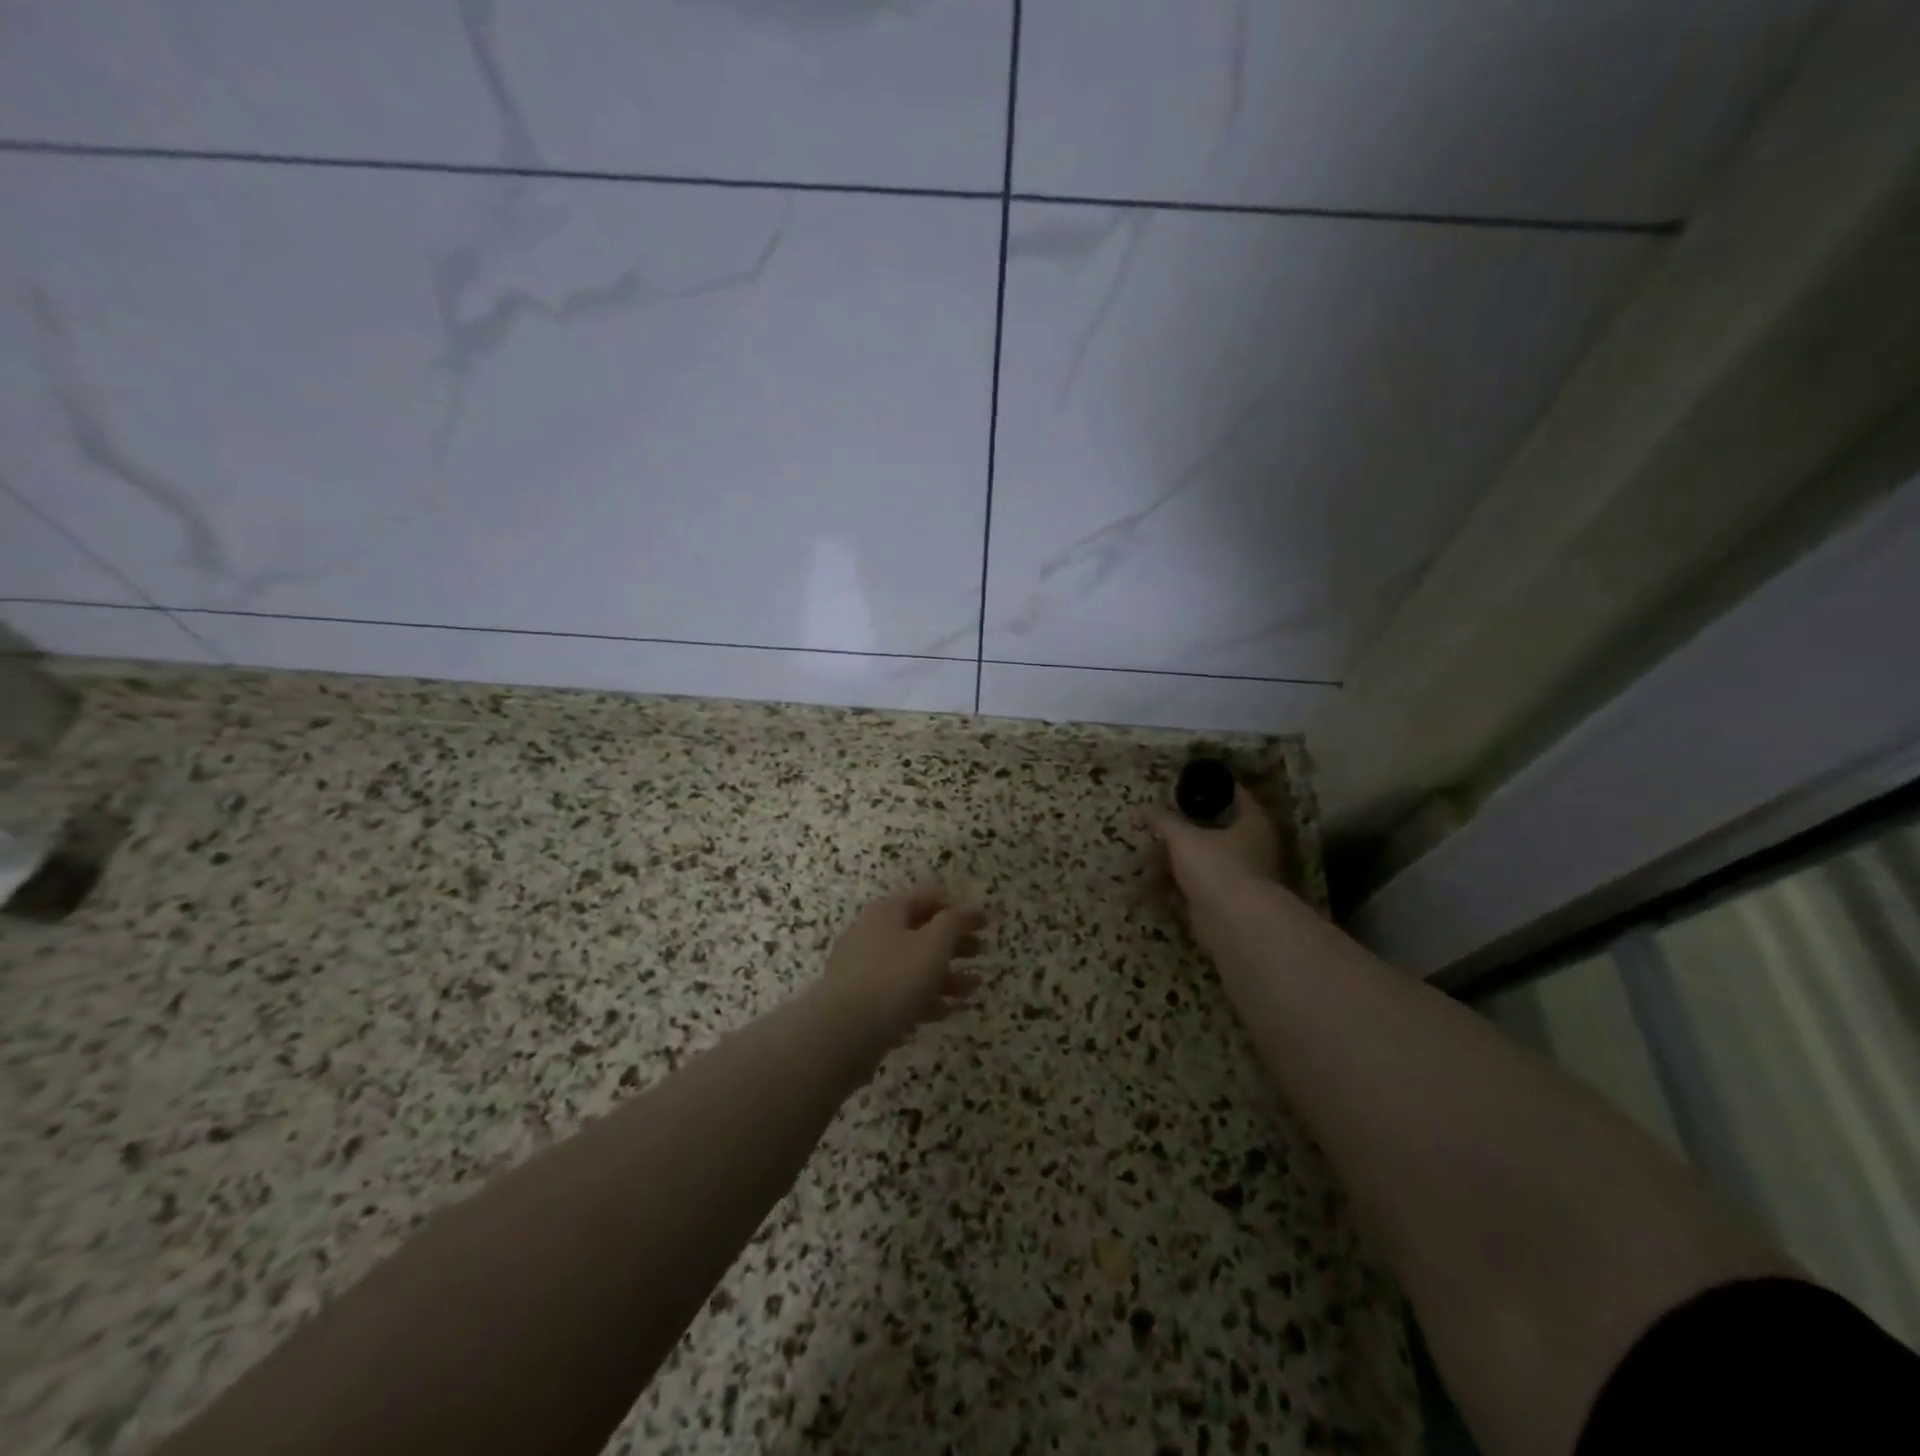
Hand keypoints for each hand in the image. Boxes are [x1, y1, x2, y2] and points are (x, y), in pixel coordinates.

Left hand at [821, 883, 986, 1052]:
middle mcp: (873, 934)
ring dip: (946, 974)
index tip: (984, 923)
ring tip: (974, 989)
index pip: (927, 897)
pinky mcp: (863, 1003)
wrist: (840, 1035)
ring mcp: (865, 970)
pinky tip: (947, 1012)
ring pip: (913, 965)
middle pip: (920, 931)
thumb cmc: (893, 980)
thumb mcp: (933, 945)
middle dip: (954, 942)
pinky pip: (900, 993)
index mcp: (887, 912)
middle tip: (982, 952)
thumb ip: (956, 922)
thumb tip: (973, 907)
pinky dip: (925, 998)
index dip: (958, 906)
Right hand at [1141, 785, 1283, 950]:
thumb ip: (1163, 821)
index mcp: (1253, 824)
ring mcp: (1240, 879)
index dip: (1215, 788)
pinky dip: (1176, 889)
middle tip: (1156, 830)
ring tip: (1146, 866)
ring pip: (1202, 863)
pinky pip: (1197, 889)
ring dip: (1173, 865)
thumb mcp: (1183, 837)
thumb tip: (1143, 807)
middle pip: (1214, 833)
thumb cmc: (1216, 867)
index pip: (1238, 796)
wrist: (1234, 923)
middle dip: (1181, 835)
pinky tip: (1152, 889)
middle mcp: (1253, 849)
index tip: (1191, 784)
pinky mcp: (1226, 904)